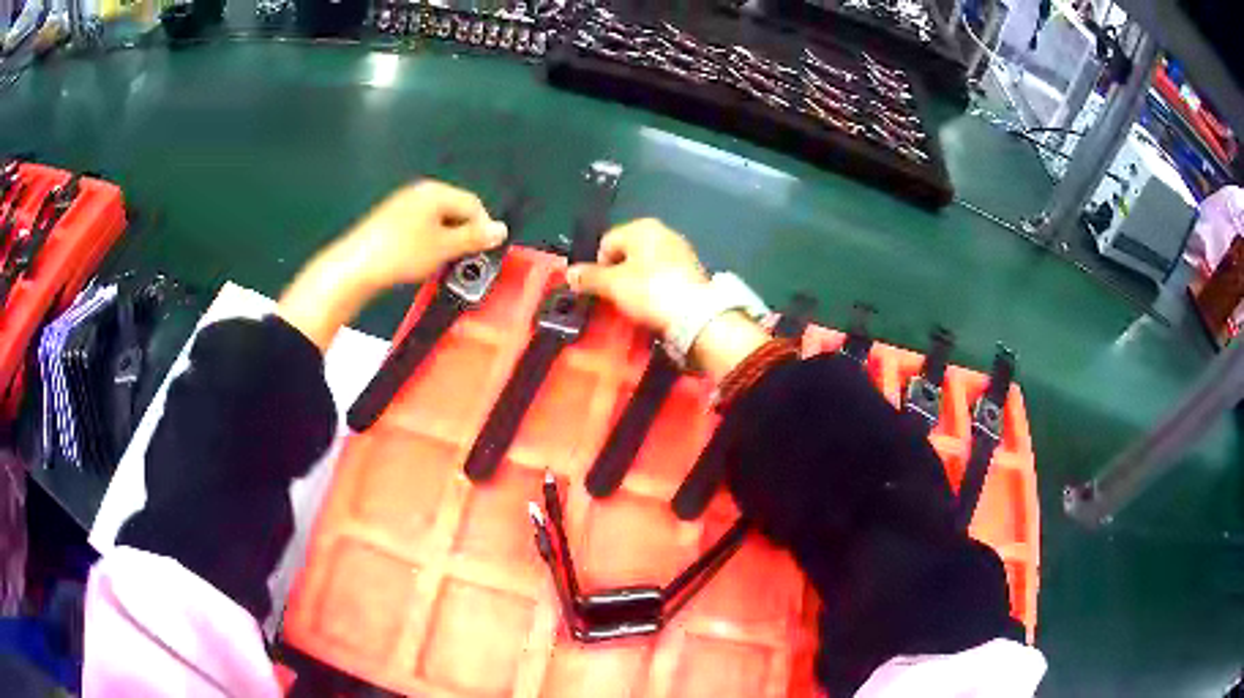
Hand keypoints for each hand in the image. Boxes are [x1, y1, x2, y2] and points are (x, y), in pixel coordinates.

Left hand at [335, 180, 508, 291]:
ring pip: (437, 221)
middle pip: (455, 210)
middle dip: (463, 235)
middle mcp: (420, 192)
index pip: (473, 204)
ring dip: (446, 241)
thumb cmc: (402, 253)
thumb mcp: (445, 248)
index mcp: (435, 192)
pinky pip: (421, 226)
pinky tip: (421, 260)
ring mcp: (403, 204)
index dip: (483, 229)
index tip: (483, 253)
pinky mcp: (390, 220)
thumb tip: (501, 230)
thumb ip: (475, 238)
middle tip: (463, 260)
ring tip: (441, 263)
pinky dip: (428, 242)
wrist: (356, 266)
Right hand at [566, 219, 708, 333]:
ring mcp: (680, 252)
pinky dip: (654, 291)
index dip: (597, 267)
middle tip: (614, 300)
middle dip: (617, 276)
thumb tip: (568, 273)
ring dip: (635, 285)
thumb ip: (589, 277)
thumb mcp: (613, 285)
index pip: (606, 243)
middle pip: (626, 254)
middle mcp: (663, 233)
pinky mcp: (691, 273)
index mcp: (642, 227)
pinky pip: (662, 279)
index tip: (599, 291)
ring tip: (633, 307)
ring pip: (645, 268)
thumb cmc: (650, 292)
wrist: (697, 317)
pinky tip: (653, 307)